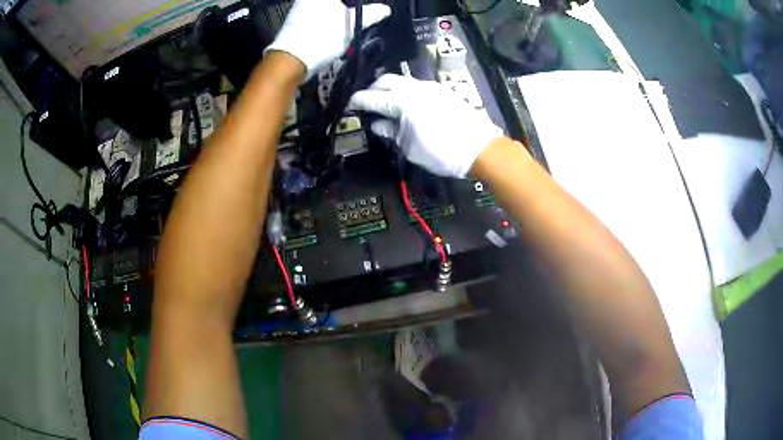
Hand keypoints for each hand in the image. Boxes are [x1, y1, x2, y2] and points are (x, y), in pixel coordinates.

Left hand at [265, 0, 390, 79]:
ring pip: (329, 8)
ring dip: (341, 15)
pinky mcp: (296, 21)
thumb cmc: (322, 37)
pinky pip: (319, 16)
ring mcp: (300, 8)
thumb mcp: (352, 24)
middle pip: (339, 3)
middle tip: (363, 19)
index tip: (371, 13)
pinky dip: (330, 21)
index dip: (361, 5)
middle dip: (351, 8)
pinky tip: (334, 33)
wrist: (291, 60)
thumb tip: (384, 10)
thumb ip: (371, 14)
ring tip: (350, 27)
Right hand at [349, 74, 503, 177]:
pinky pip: (416, 84)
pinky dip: (404, 89)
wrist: (478, 148)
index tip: (348, 104)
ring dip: (389, 87)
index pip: (372, 97)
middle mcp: (414, 88)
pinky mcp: (441, 90)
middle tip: (366, 101)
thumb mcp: (410, 147)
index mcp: (402, 102)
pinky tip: (404, 101)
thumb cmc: (440, 152)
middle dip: (372, 88)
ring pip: (402, 79)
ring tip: (383, 100)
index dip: (358, 101)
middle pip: (386, 80)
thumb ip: (391, 131)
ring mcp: (429, 87)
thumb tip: (377, 124)